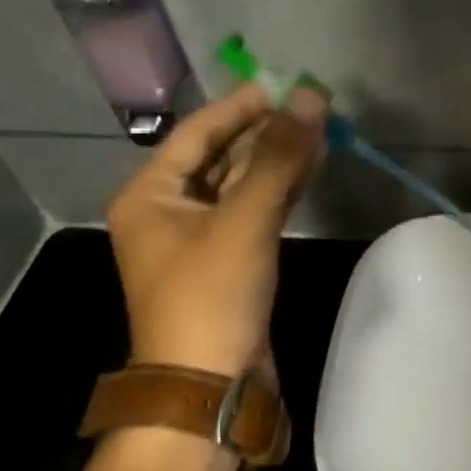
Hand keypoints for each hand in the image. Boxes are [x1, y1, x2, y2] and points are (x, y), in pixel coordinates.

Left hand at [107, 84, 327, 379]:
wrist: (212, 386)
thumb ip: (279, 158)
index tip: (281, 84)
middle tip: (310, 106)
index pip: (198, 134)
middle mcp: (170, 212)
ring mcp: (201, 240)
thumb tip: (310, 97)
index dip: (240, 107)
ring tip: (319, 131)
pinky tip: (309, 171)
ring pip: (242, 185)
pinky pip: (254, 212)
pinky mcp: (230, 262)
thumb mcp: (244, 220)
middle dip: (265, 132)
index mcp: (151, 196)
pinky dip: (280, 191)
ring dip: (278, 160)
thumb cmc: (212, 296)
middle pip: (221, 157)